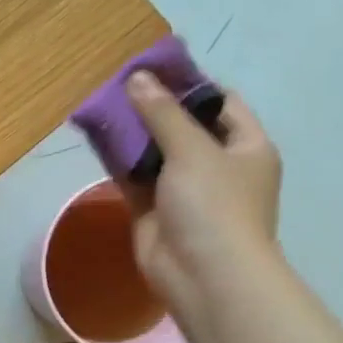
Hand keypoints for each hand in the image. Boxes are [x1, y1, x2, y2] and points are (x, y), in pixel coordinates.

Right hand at [123, 70, 284, 329]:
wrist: (202, 275)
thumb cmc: (214, 206)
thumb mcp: (193, 150)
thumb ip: (162, 113)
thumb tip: (138, 78)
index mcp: (246, 146)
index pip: (221, 103)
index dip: (190, 83)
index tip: (155, 67)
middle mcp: (217, 165)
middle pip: (183, 125)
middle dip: (153, 106)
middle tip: (119, 84)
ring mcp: (184, 189)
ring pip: (155, 151)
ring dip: (132, 132)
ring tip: (102, 104)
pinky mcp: (154, 209)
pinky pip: (134, 176)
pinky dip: (118, 159)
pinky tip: (95, 137)